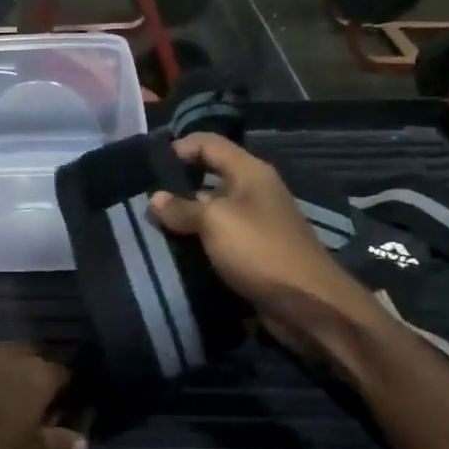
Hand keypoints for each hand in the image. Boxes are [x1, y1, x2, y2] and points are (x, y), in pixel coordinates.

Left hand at [0, 342, 85, 448]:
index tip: (58, 419)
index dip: (65, 398)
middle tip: (24, 415)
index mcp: (42, 374)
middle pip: (32, 363)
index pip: (65, 377)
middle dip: (32, 384)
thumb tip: (84, 444)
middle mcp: (14, 353)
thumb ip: (57, 448)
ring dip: (0, 383)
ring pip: (0, 363)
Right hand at [149, 133, 387, 361]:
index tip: (148, 167)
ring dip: (184, 219)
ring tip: (150, 227)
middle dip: (177, 188)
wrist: (307, 304)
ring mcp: (255, 224)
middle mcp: (254, 192)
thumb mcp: (216, 221)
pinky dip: (198, 243)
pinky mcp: (253, 253)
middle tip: (141, 201)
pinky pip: (218, 240)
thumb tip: (154, 198)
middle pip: (209, 178)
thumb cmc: (261, 250)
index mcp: (250, 172)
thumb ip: (183, 208)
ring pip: (211, 212)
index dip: (179, 147)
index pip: (209, 144)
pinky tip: (173, 252)